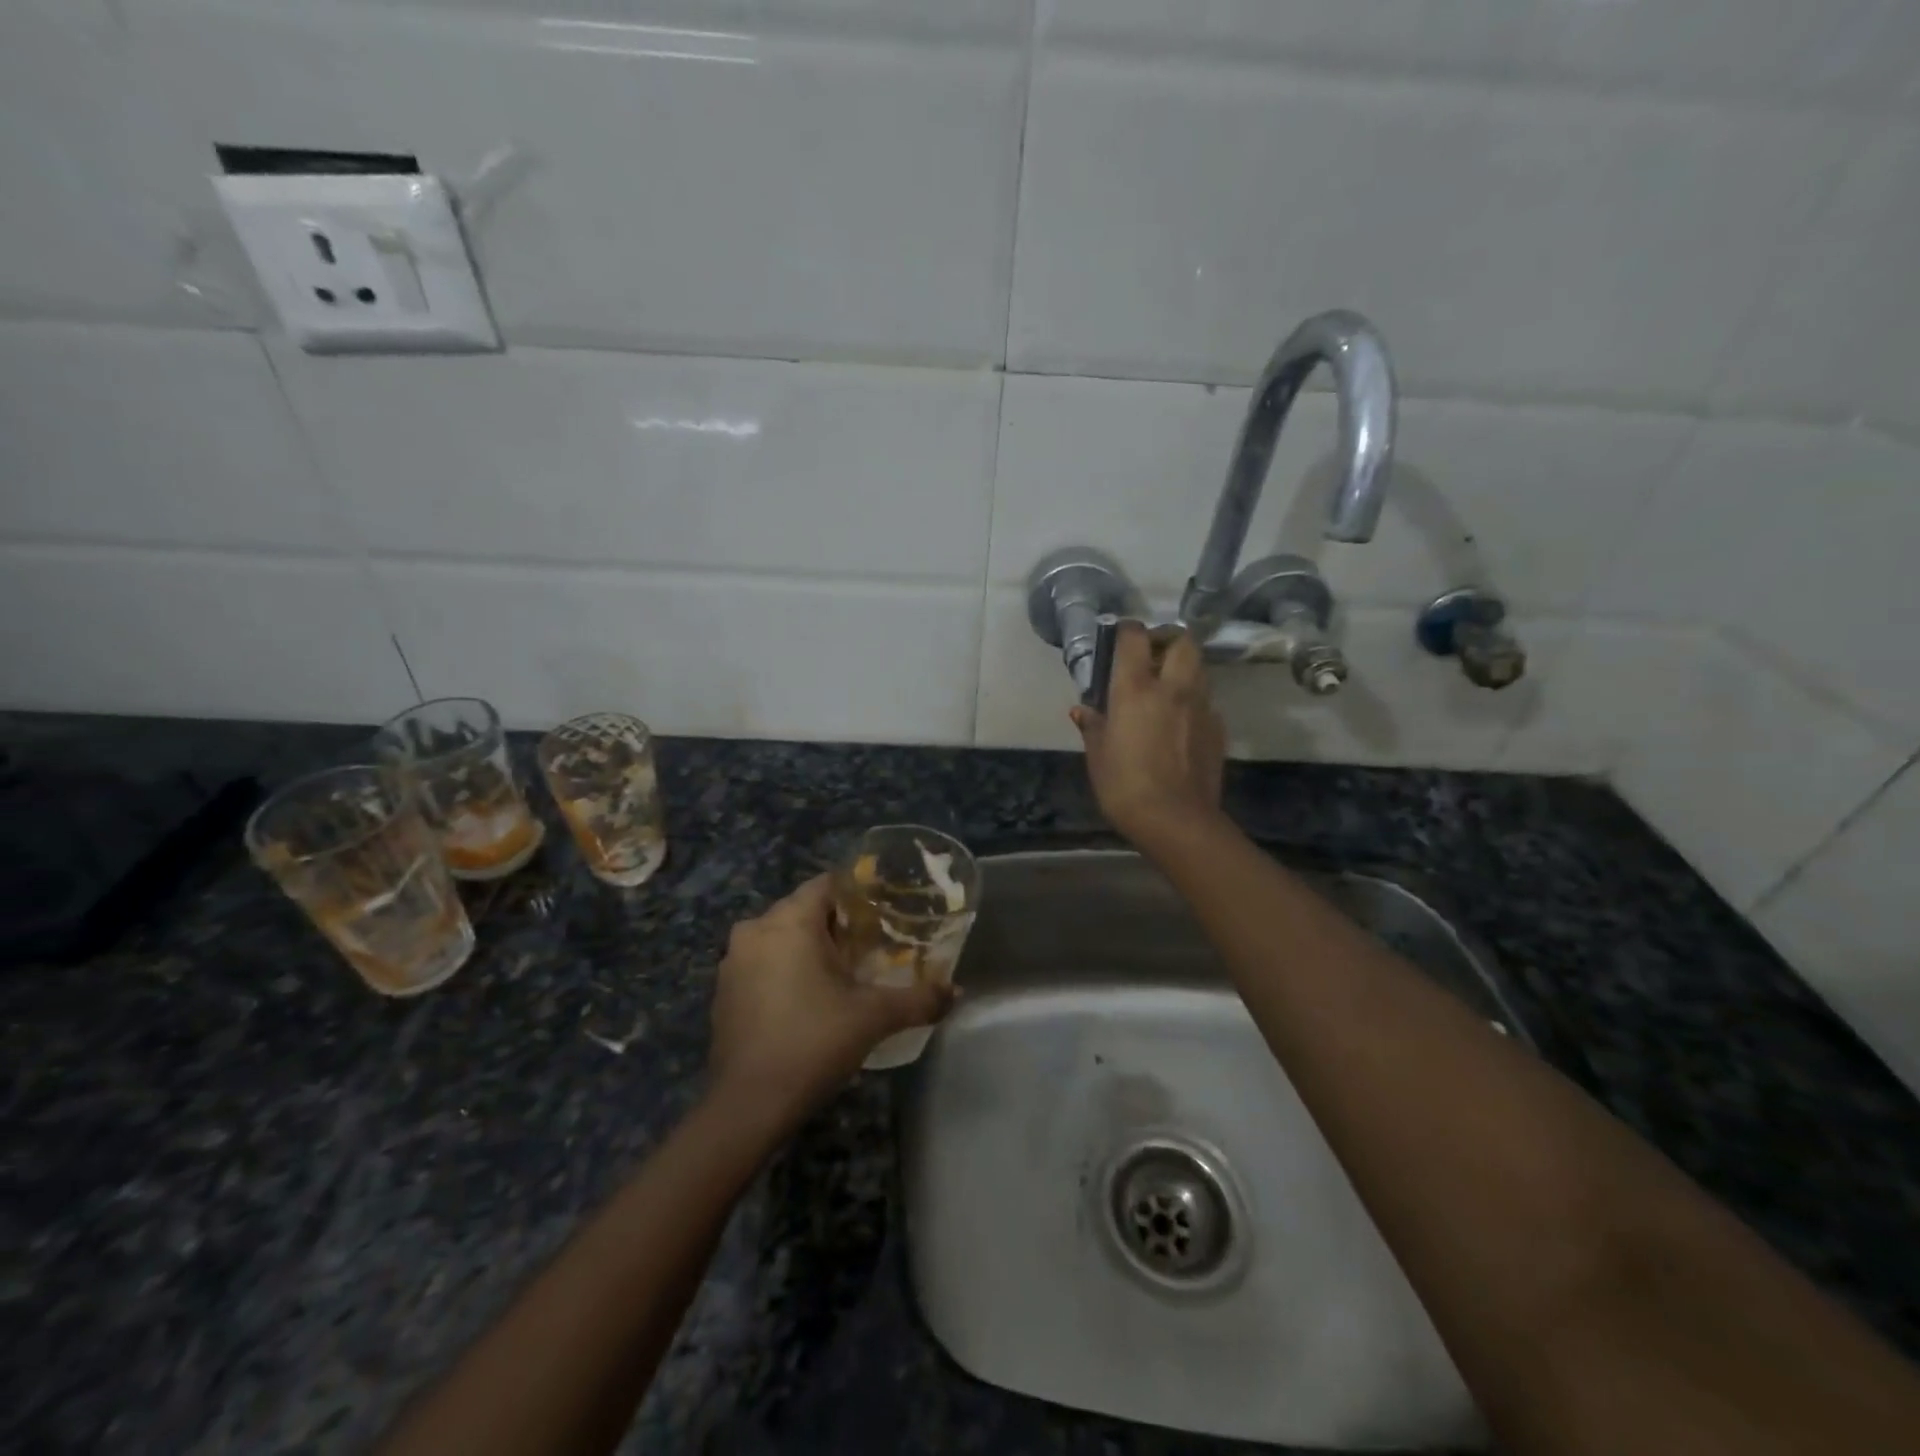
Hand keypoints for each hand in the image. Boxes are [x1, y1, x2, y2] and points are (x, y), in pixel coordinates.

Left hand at [709, 874, 952, 1114]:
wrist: (748, 1106)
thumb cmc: (812, 1043)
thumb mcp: (874, 1018)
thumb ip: (918, 999)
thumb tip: (956, 992)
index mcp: (789, 921)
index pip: (827, 884)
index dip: (858, 893)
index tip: (885, 911)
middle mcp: (755, 930)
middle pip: (804, 909)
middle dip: (838, 923)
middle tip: (873, 944)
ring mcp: (733, 962)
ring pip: (780, 937)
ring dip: (809, 948)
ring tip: (845, 972)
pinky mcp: (723, 992)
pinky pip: (762, 963)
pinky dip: (785, 970)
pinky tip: (809, 999)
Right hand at [1070, 622, 1225, 846]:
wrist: (1177, 820)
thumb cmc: (1125, 786)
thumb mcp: (1098, 756)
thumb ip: (1093, 726)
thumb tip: (1082, 710)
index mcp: (1136, 688)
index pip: (1135, 636)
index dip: (1127, 630)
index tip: (1119, 637)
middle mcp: (1173, 687)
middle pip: (1182, 640)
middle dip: (1167, 639)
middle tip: (1150, 655)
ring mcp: (1201, 706)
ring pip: (1198, 667)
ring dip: (1182, 667)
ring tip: (1164, 687)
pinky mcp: (1217, 728)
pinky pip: (1205, 700)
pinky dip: (1192, 700)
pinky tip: (1178, 722)